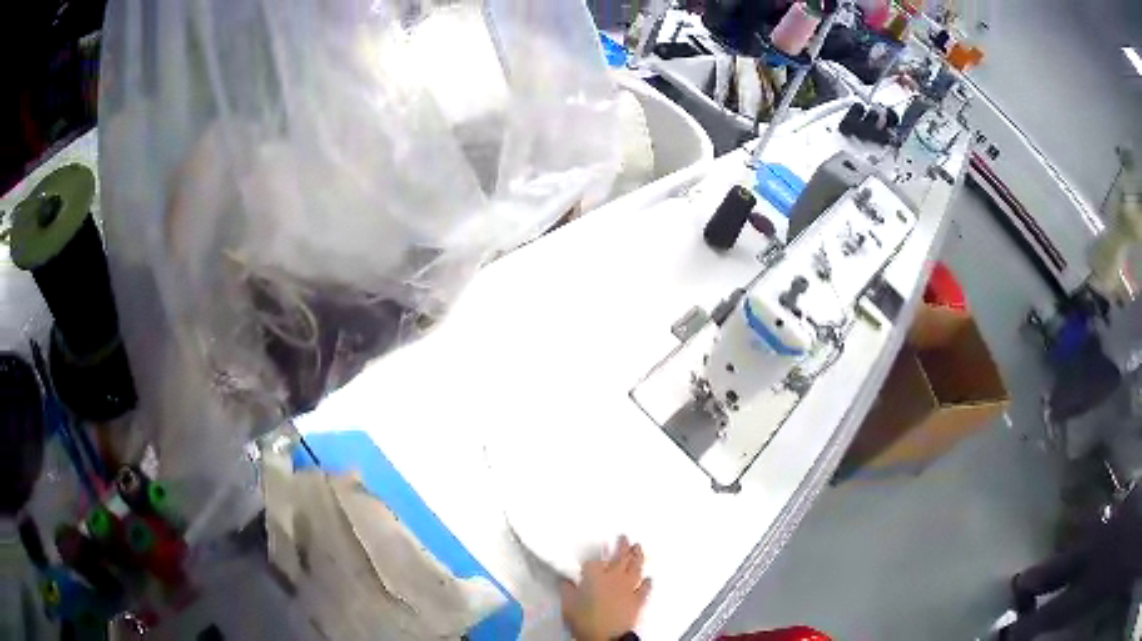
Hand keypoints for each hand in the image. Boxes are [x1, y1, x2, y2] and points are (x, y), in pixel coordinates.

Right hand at [560, 536, 651, 640]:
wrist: (605, 636)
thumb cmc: (584, 619)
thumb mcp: (568, 604)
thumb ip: (567, 590)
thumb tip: (566, 582)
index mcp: (595, 576)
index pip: (593, 562)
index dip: (590, 562)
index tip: (588, 563)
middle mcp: (614, 578)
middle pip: (620, 558)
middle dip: (623, 546)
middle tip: (625, 537)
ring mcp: (628, 588)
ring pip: (635, 568)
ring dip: (637, 557)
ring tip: (638, 548)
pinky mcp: (638, 600)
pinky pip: (644, 588)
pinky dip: (647, 583)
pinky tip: (649, 578)